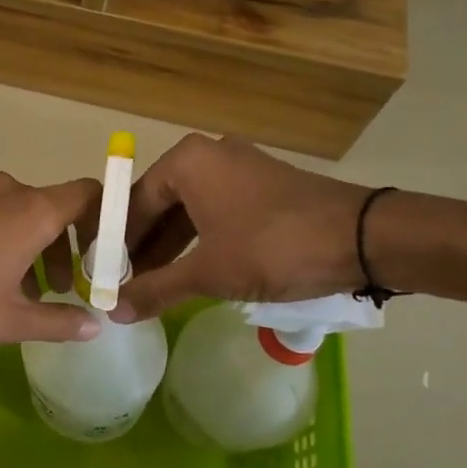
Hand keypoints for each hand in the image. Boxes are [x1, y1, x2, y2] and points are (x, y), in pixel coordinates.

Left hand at [0, 171, 104, 348]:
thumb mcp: (11, 323)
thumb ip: (60, 322)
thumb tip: (93, 326)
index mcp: (31, 212)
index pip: (86, 193)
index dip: (101, 217)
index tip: (97, 252)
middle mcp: (1, 190)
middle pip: (45, 206)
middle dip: (56, 246)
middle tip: (52, 289)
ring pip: (4, 208)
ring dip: (16, 239)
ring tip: (6, 283)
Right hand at [111, 135, 375, 321]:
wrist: (361, 238)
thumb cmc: (272, 247)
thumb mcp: (209, 272)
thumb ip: (156, 289)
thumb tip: (112, 312)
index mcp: (187, 161)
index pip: (134, 202)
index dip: (116, 242)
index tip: (105, 275)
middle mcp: (209, 154)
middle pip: (161, 203)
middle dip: (143, 246)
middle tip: (127, 284)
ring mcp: (240, 167)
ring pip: (190, 209)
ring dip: (172, 247)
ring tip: (155, 285)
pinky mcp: (264, 186)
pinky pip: (217, 211)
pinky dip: (201, 240)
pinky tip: (194, 271)